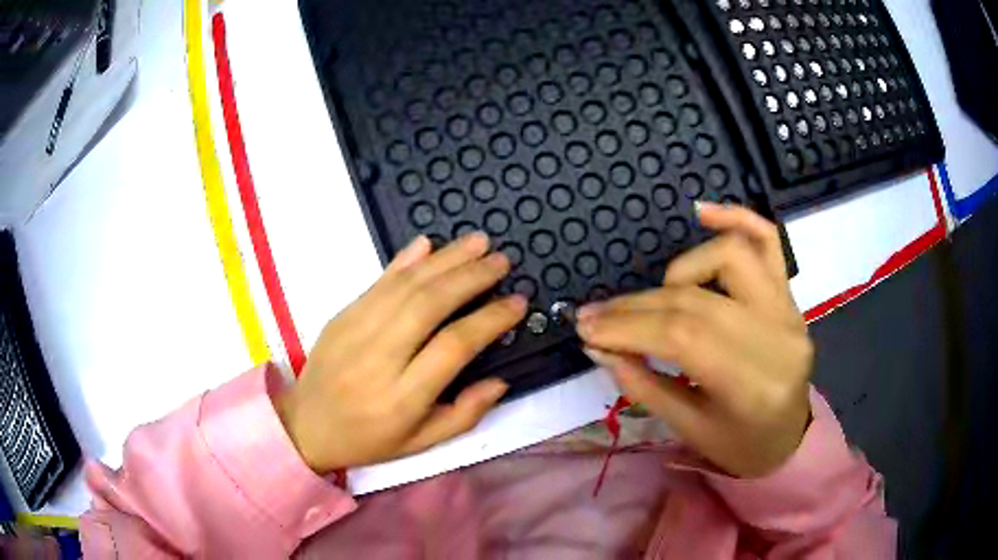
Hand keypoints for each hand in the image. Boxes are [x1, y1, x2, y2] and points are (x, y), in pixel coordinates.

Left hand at [276, 233, 525, 473]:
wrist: (306, 424)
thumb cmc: (368, 439)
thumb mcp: (420, 444)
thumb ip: (464, 415)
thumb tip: (501, 381)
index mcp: (401, 399)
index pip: (454, 347)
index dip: (490, 320)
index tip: (517, 303)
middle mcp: (378, 359)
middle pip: (429, 305)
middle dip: (471, 277)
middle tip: (502, 261)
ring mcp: (355, 331)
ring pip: (405, 286)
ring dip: (446, 259)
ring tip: (478, 242)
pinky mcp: (341, 315)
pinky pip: (377, 282)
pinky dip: (405, 260)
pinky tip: (430, 245)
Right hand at [576, 202, 812, 477]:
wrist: (788, 438)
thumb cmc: (738, 445)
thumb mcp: (687, 429)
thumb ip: (642, 384)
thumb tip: (598, 344)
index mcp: (754, 386)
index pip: (684, 337)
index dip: (629, 327)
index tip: (586, 329)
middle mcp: (778, 337)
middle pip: (697, 300)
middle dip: (636, 306)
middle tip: (595, 316)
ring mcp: (789, 309)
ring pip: (728, 257)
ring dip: (679, 271)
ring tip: (655, 297)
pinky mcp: (790, 294)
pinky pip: (769, 241)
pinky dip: (735, 218)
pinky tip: (702, 213)